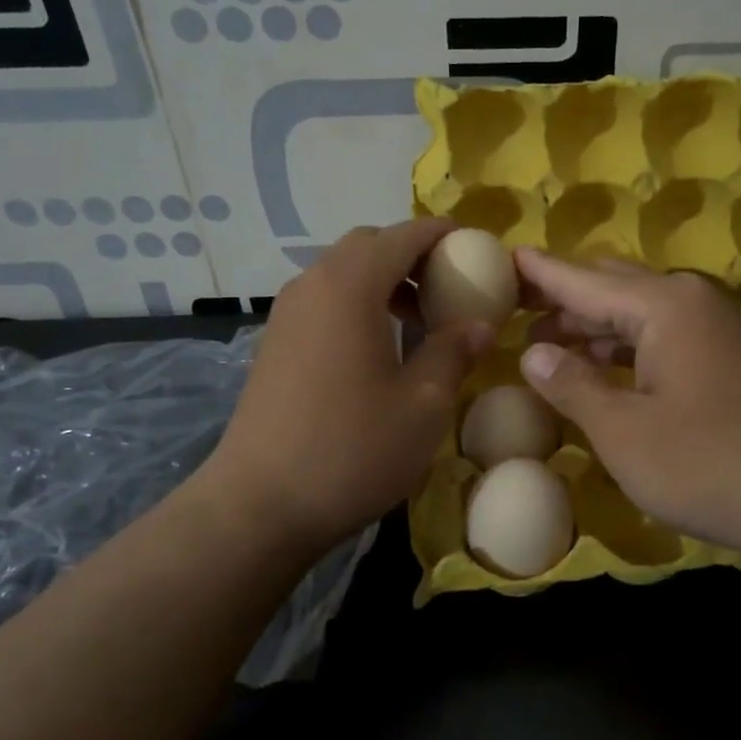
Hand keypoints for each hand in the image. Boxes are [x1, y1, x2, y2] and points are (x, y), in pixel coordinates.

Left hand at [206, 220, 492, 554]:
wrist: (261, 504)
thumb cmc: (353, 449)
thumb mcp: (423, 403)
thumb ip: (453, 350)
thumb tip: (479, 323)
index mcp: (350, 286)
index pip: (402, 236)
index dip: (441, 234)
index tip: (475, 245)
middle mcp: (312, 286)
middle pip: (367, 246)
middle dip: (412, 255)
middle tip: (450, 286)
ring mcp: (286, 315)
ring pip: (342, 274)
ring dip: (384, 282)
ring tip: (421, 321)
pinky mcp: (275, 344)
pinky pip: (325, 302)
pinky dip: (359, 304)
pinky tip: (380, 350)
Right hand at [515, 249, 740, 561]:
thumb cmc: (705, 463)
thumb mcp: (622, 430)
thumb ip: (572, 384)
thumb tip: (532, 352)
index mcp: (663, 306)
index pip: (583, 280)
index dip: (541, 273)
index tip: (504, 258)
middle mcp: (691, 302)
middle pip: (613, 287)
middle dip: (564, 298)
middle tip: (515, 310)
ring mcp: (715, 330)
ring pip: (639, 313)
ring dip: (593, 325)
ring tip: (545, 342)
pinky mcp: (727, 359)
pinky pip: (661, 337)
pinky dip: (623, 347)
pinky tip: (599, 368)